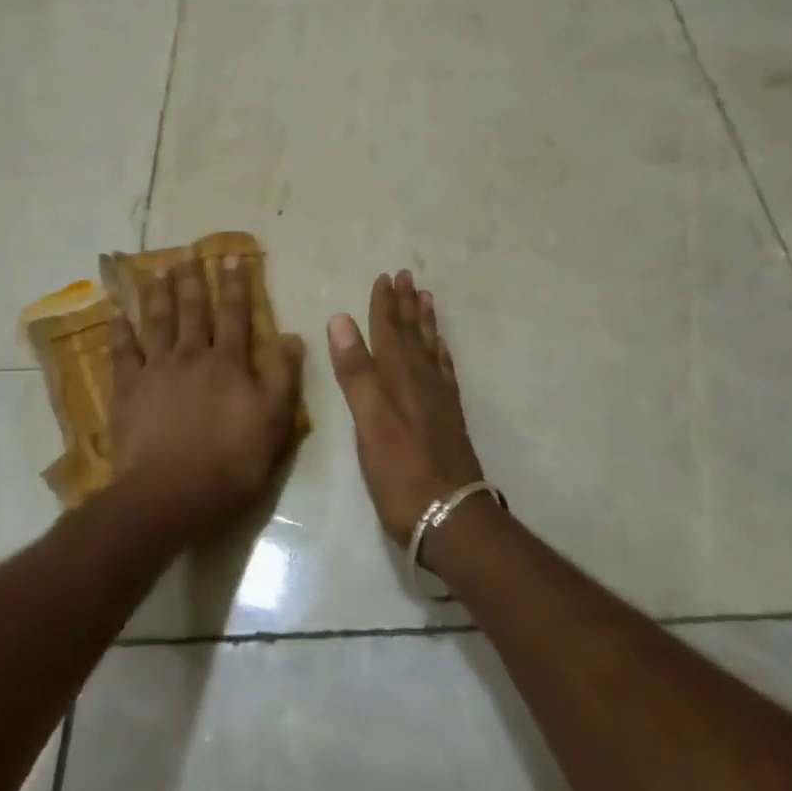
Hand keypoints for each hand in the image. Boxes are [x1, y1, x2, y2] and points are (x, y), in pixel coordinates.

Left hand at [108, 255, 304, 536]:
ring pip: (157, 322)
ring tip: (156, 269)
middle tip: (188, 253)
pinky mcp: (128, 390)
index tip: (233, 258)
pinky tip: (115, 311)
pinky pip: (122, 351)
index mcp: (229, 363)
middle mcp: (192, 356)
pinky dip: (118, 329)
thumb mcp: (274, 423)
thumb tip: (291, 336)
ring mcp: (156, 371)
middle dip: (193, 281)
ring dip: (157, 294)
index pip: (236, 315)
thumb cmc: (229, 462)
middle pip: (193, 311)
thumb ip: (284, 378)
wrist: (169, 493)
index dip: (236, 286)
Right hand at [327, 270, 485, 549]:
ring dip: (425, 322)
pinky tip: (441, 350)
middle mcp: (421, 381)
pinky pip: (445, 372)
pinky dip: (440, 353)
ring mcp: (439, 399)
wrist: (451, 515)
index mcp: (398, 378)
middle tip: (406, 275)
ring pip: (431, 348)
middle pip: (412, 334)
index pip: (389, 331)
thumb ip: (356, 372)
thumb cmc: (400, 472)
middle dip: (406, 305)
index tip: (384, 277)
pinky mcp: (449, 418)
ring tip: (425, 298)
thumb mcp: (369, 422)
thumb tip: (340, 319)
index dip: (384, 304)